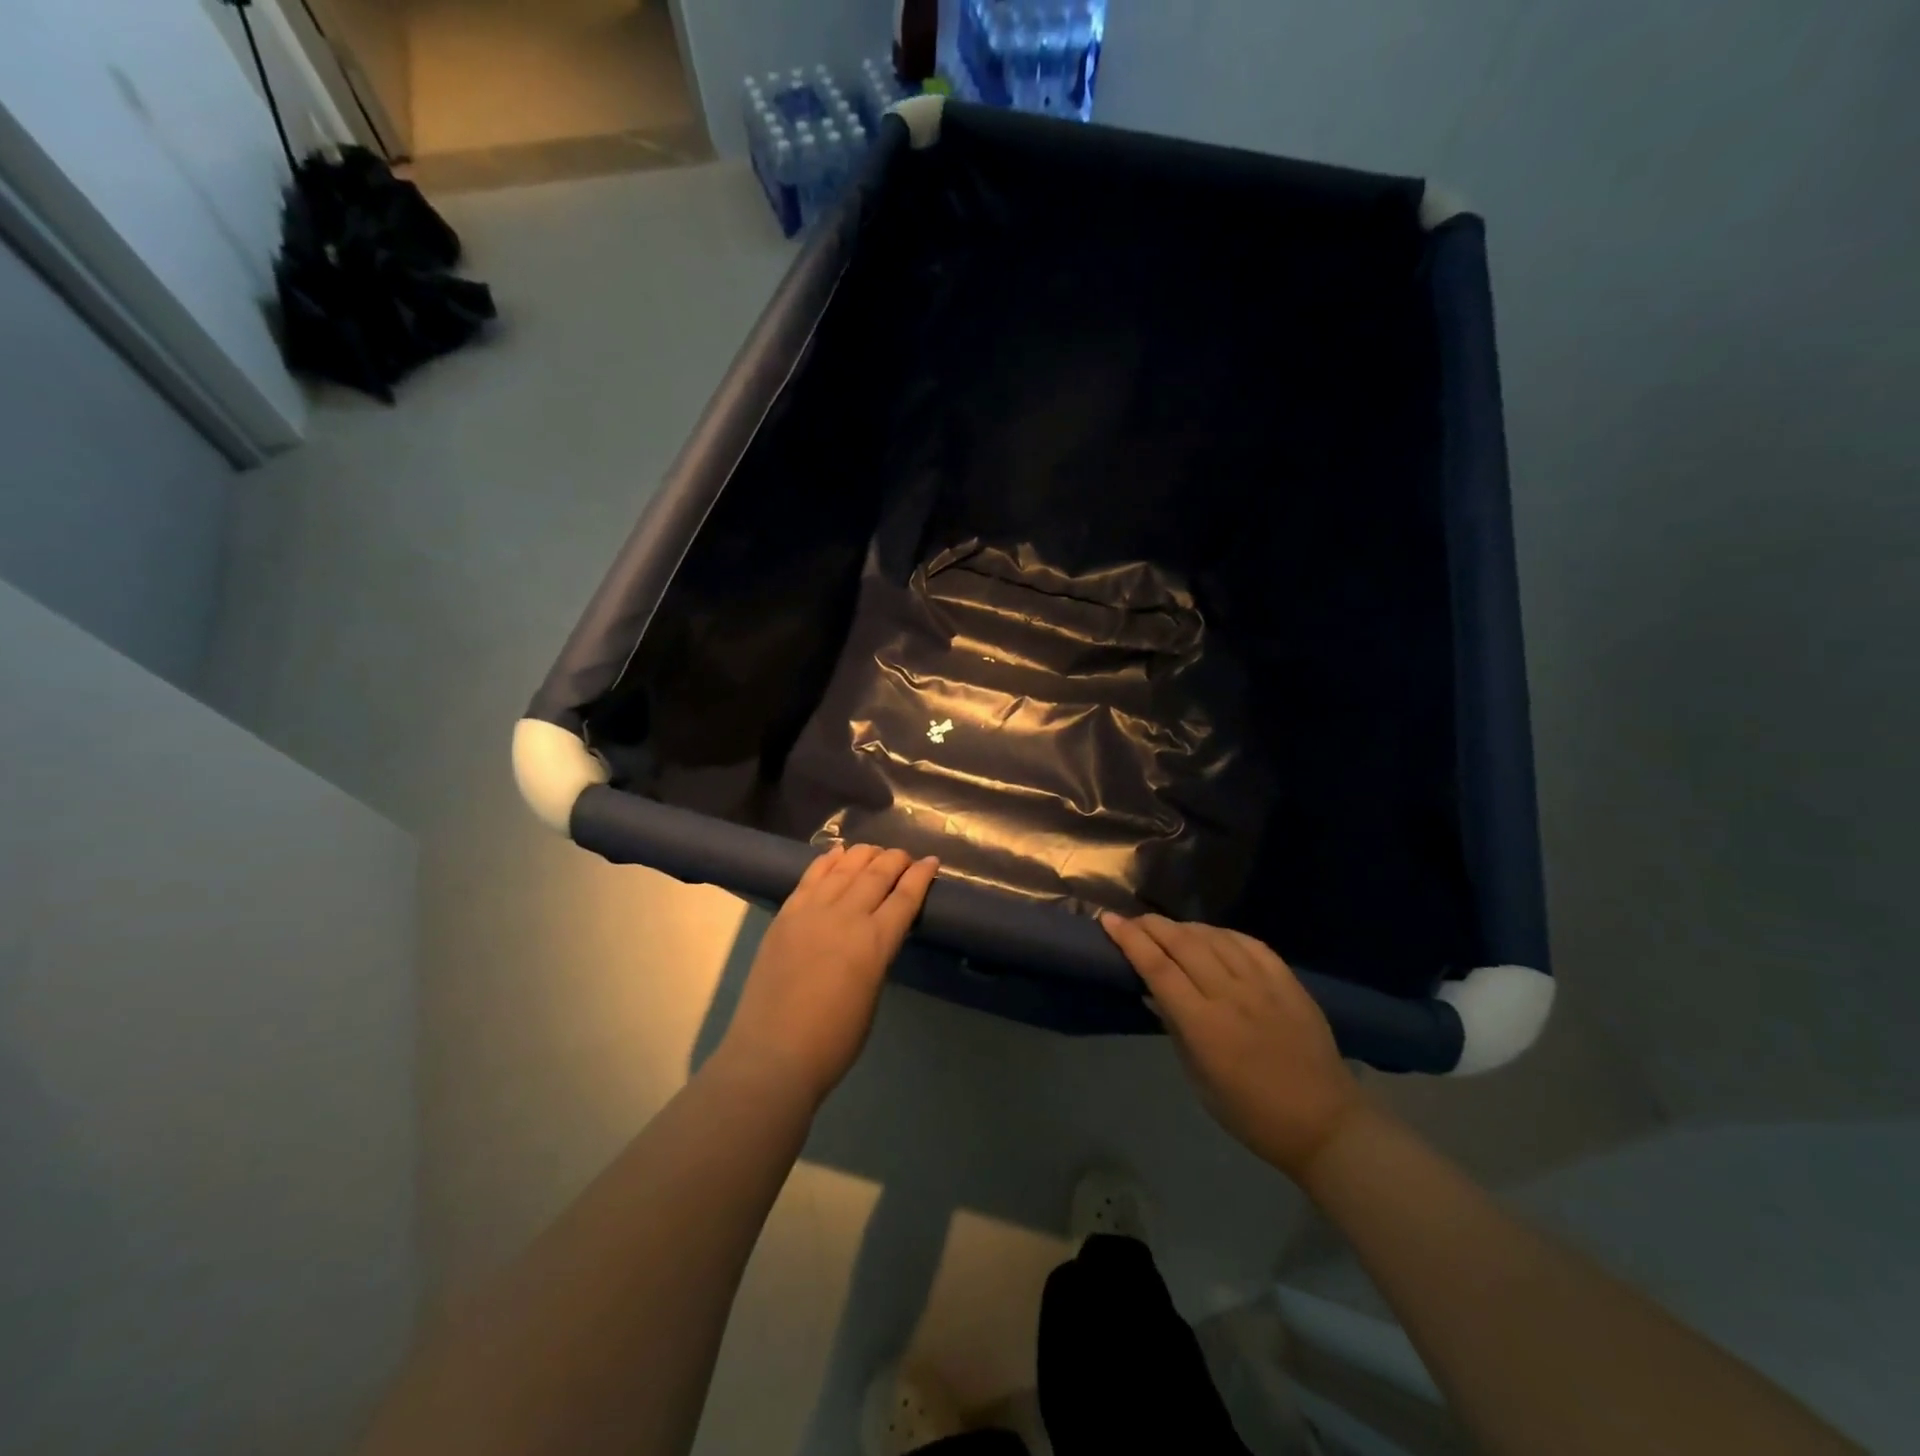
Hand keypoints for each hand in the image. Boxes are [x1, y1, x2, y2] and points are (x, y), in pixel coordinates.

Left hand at [717, 845, 938, 1108]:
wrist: (772, 1053)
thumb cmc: (833, 1041)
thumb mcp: (872, 995)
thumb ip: (876, 956)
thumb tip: (876, 935)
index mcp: (875, 943)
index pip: (905, 897)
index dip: (921, 876)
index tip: (932, 861)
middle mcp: (846, 916)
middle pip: (877, 874)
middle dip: (896, 860)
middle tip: (906, 856)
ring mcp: (812, 911)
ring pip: (845, 868)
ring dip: (864, 855)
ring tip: (875, 851)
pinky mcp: (786, 915)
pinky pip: (811, 877)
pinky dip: (828, 860)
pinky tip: (838, 853)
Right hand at [1101, 914, 1363, 1179]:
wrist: (1324, 1124)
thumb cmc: (1250, 1113)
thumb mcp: (1199, 1080)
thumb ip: (1175, 1029)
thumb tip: (1151, 993)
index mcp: (1204, 1025)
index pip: (1158, 968)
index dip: (1130, 940)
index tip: (1109, 920)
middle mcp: (1231, 995)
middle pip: (1183, 943)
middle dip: (1151, 925)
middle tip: (1132, 921)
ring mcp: (1263, 985)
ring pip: (1215, 937)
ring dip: (1184, 926)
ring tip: (1167, 927)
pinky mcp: (1288, 982)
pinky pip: (1250, 943)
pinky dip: (1223, 933)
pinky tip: (1211, 934)